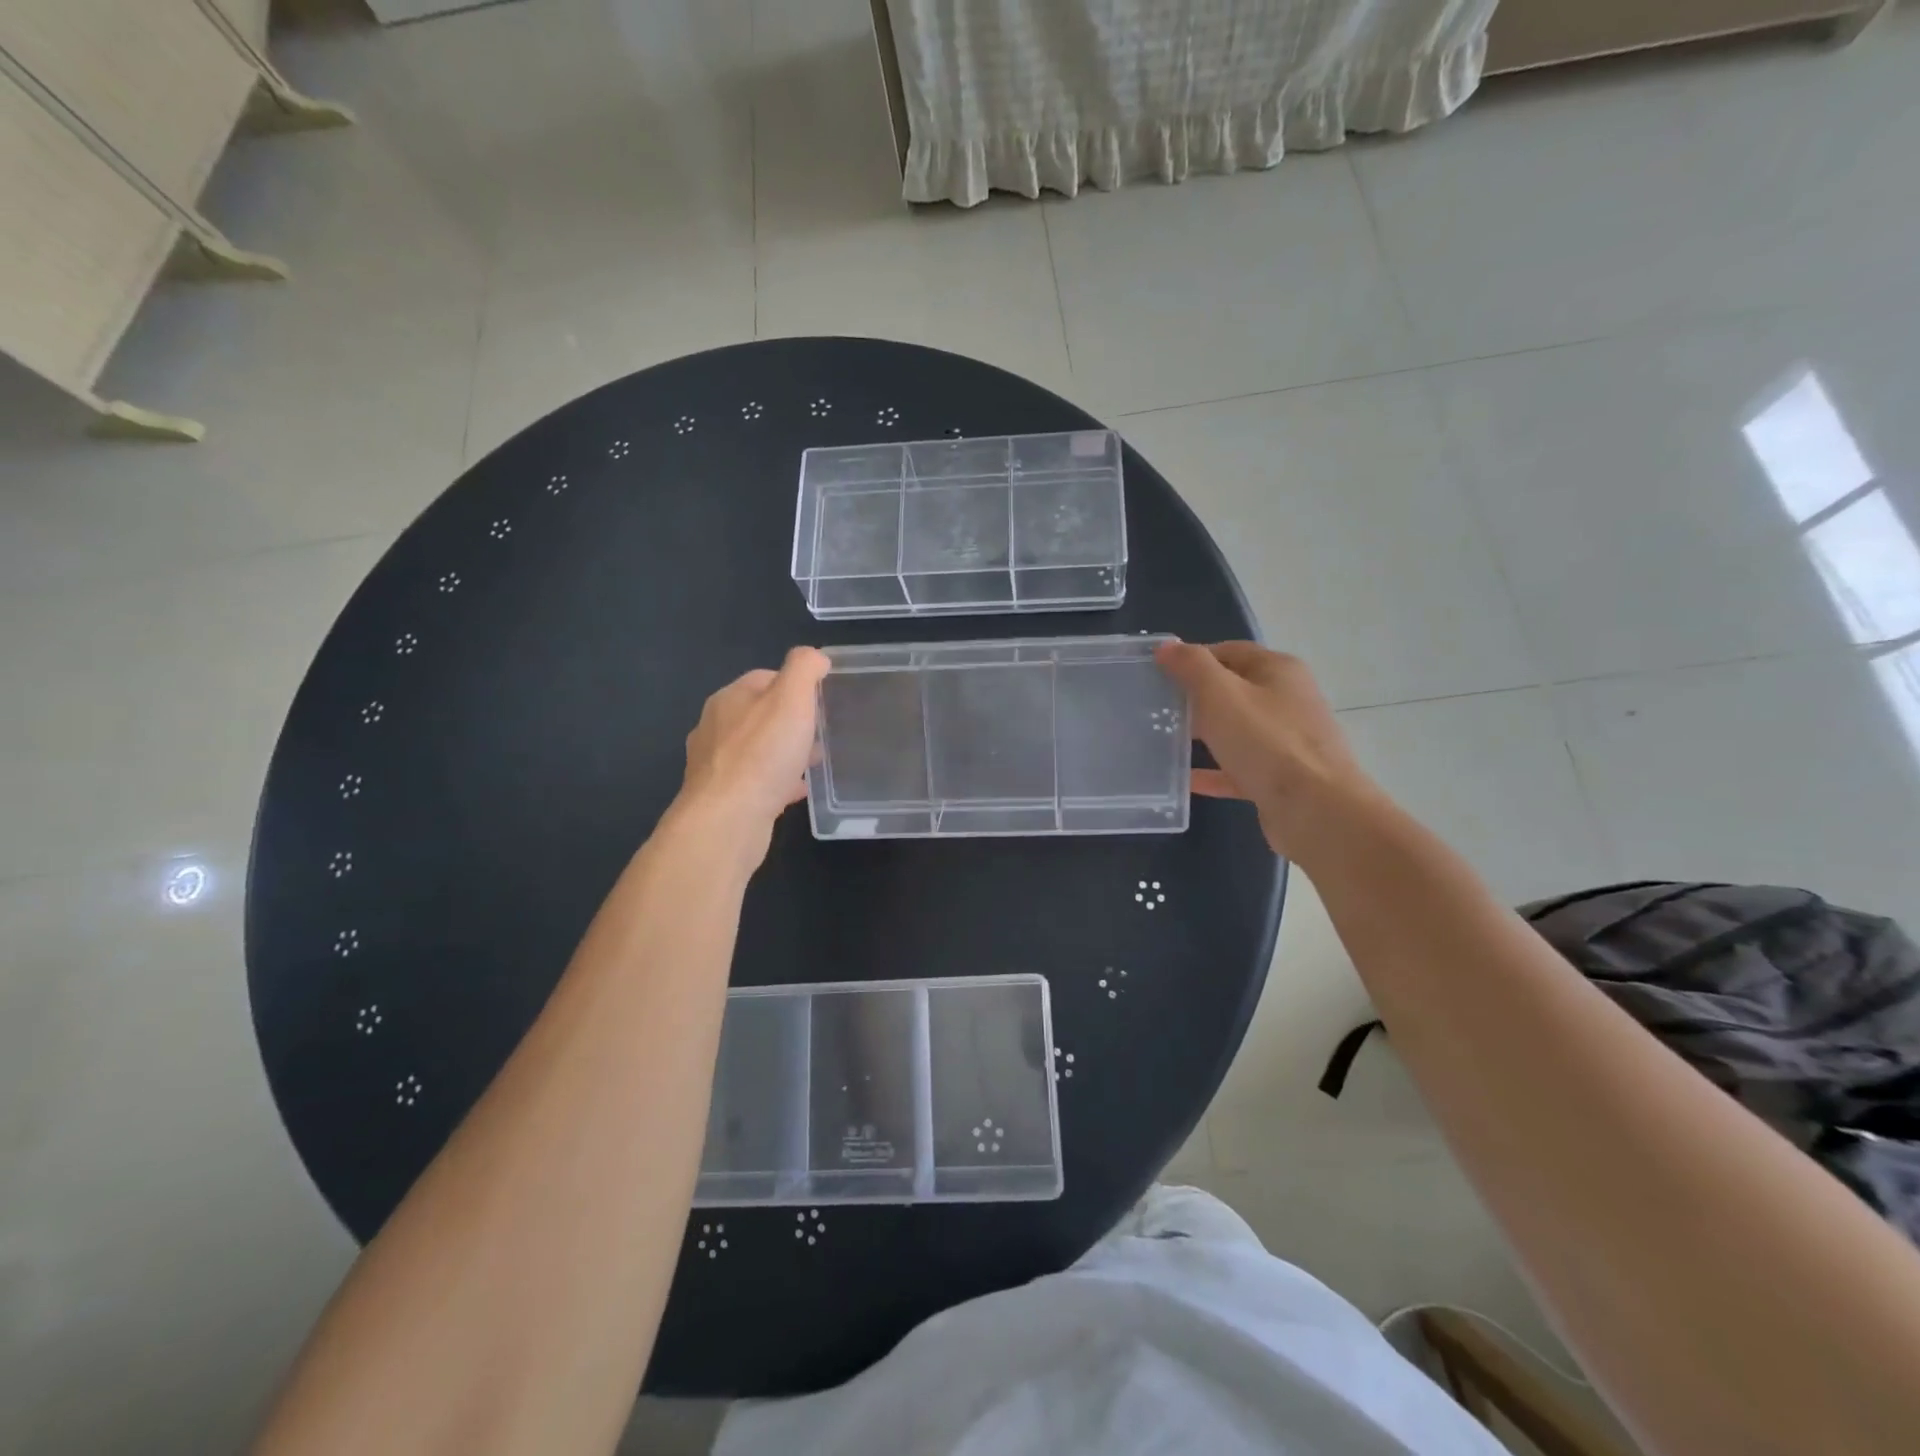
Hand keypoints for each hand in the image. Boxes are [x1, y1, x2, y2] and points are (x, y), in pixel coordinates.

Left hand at [676, 647, 829, 854]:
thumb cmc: (762, 754)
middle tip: (822, 733)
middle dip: (791, 721)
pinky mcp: (722, 797)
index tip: (822, 699)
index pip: (765, 678)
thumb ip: (804, 669)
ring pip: (758, 750)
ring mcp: (716, 765)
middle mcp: (715, 727)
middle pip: (760, 715)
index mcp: (729, 698)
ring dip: (785, 752)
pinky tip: (797, 791)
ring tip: (814, 763)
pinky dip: (777, 781)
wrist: (727, 820)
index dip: (795, 684)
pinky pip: (756, 781)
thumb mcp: (791, 699)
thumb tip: (815, 657)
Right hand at [1154, 641, 1376, 858]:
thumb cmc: (1265, 741)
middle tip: (1157, 709)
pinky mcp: (1282, 777)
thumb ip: (1191, 666)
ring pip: (1236, 730)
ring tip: (1165, 740)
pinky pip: (1240, 767)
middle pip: (1233, 690)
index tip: (1158, 674)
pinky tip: (1186, 779)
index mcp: (1279, 670)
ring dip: (1203, 734)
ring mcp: (1287, 740)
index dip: (1192, 659)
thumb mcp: (1219, 694)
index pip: (1229, 651)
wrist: (1315, 809)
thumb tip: (1167, 647)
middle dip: (1195, 697)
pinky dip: (1214, 771)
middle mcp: (1288, 700)